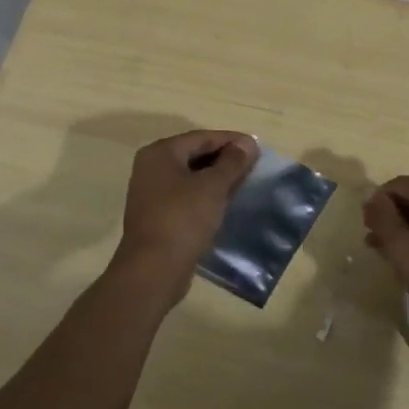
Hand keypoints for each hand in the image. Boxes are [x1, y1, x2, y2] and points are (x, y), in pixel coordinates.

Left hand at [111, 129, 257, 308]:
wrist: (153, 270)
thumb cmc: (183, 219)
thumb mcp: (213, 187)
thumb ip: (232, 162)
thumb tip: (248, 143)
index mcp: (160, 153)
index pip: (201, 137)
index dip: (231, 140)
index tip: (257, 147)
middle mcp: (151, 168)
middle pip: (194, 155)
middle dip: (224, 159)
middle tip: (253, 165)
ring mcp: (151, 193)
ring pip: (191, 177)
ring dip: (216, 179)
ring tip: (244, 183)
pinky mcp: (157, 216)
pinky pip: (185, 196)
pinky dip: (205, 196)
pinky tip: (225, 203)